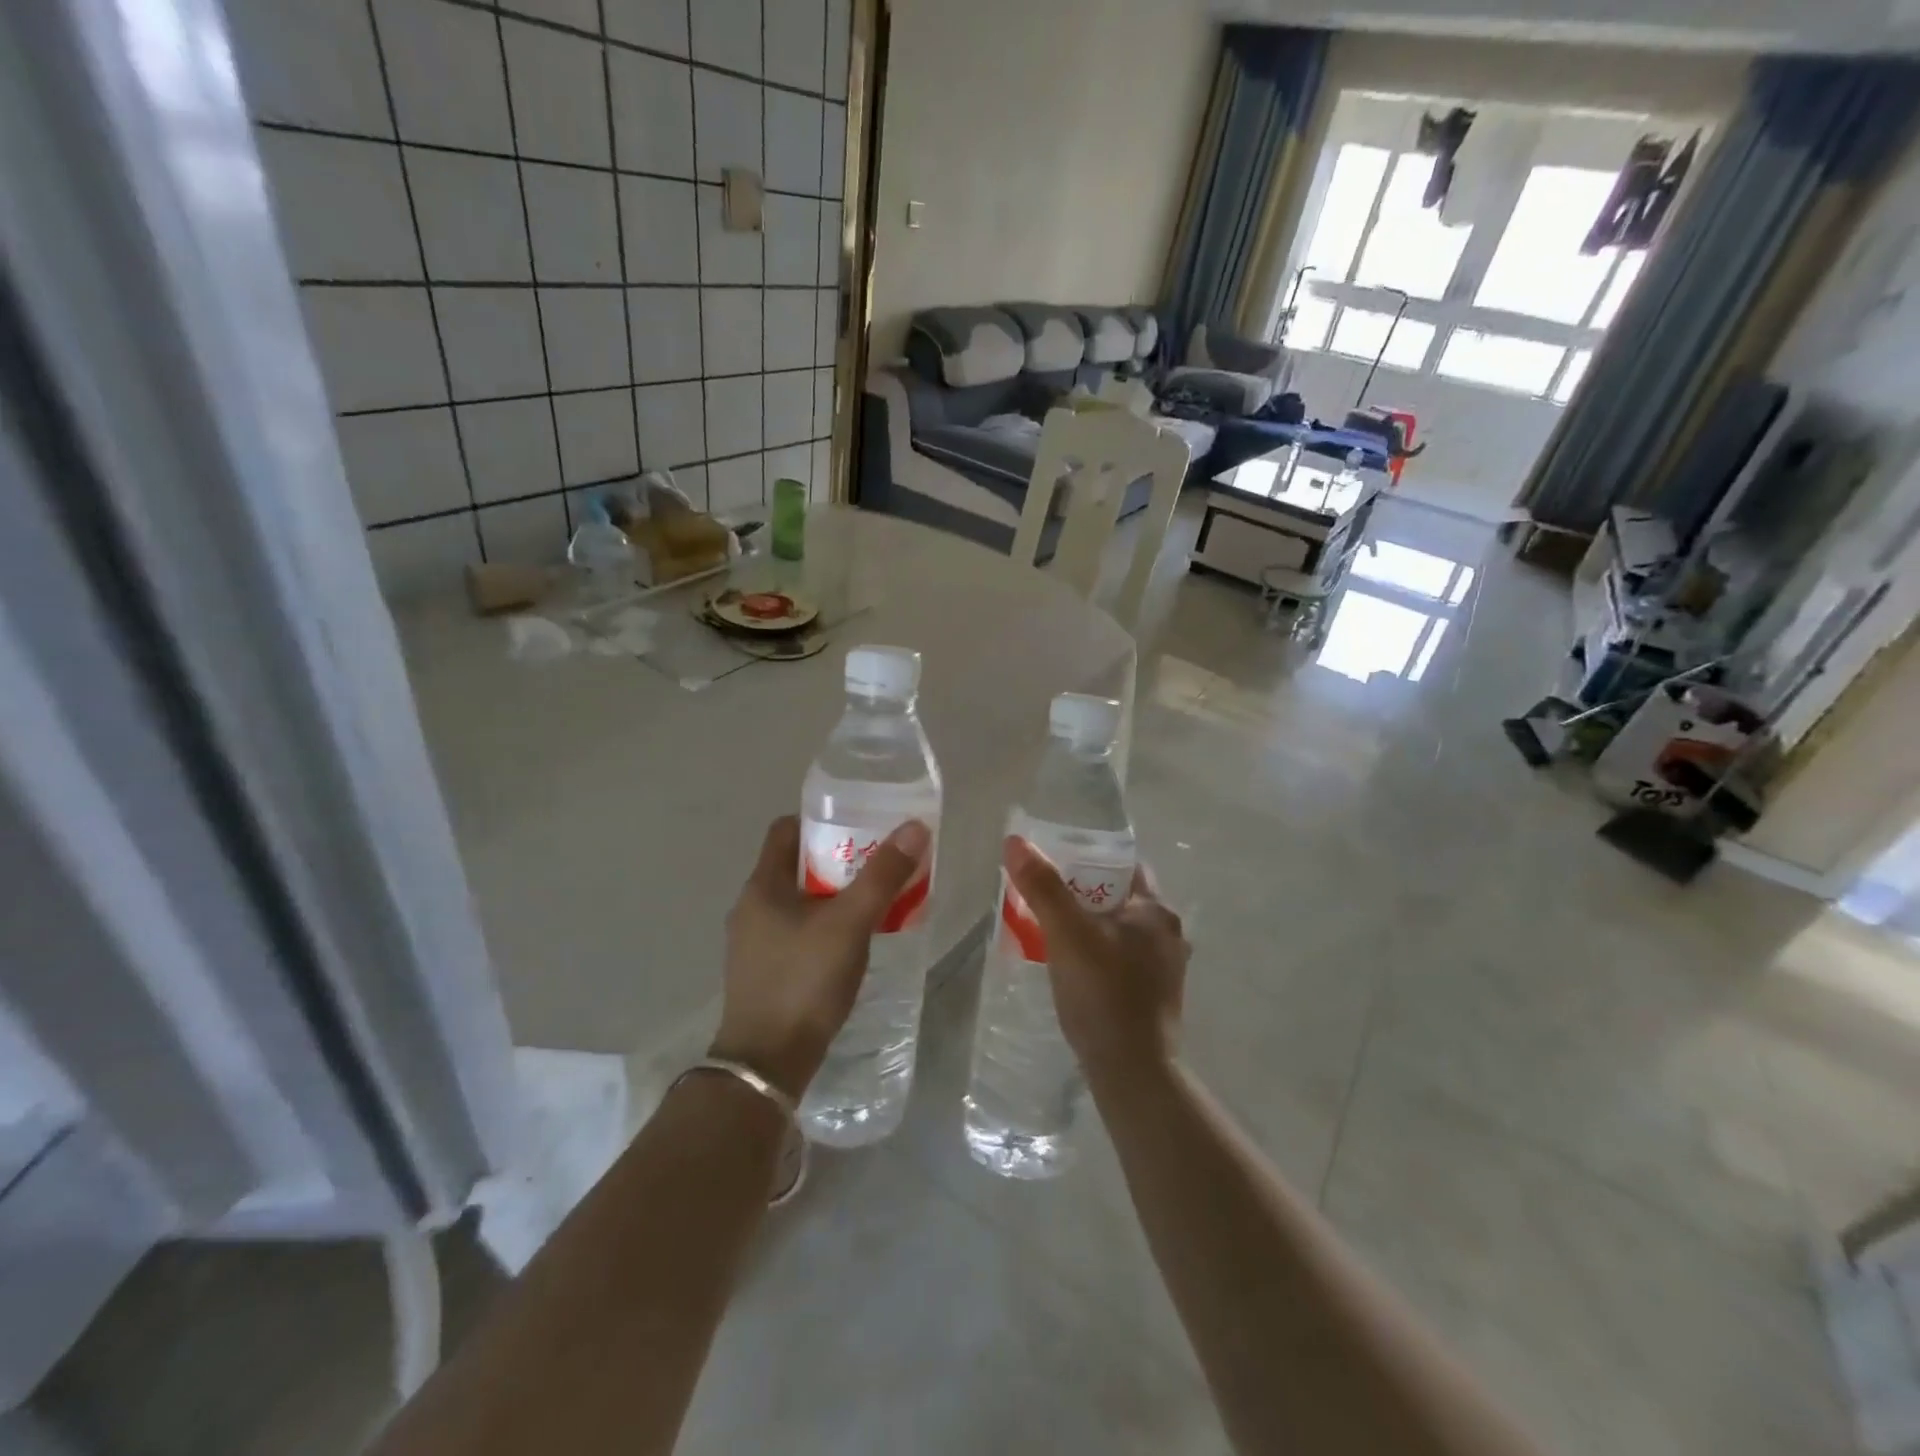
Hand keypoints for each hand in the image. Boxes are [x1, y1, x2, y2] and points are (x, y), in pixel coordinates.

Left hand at [712, 814, 931, 1098]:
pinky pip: (796, 931)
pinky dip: (823, 925)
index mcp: (762, 885)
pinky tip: (850, 943)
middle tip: (876, 862)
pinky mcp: (763, 971)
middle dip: (836, 859)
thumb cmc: (804, 981)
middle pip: (795, 865)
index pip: (786, 829)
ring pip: (797, 901)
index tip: (858, 824)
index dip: (821, 820)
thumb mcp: (850, 923)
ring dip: (832, 895)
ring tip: (872, 901)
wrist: (767, 1064)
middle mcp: (751, 907)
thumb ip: (882, 876)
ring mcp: (753, 942)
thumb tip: (914, 827)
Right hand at [1003, 836, 1188, 1086]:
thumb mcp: (1067, 934)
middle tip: (1045, 897)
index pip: (1124, 866)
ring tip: (1051, 930)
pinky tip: (1072, 967)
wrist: (1133, 1073)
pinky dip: (1097, 953)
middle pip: (1120, 898)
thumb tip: (1016, 842)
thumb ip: (1043, 887)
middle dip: (1083, 894)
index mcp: (1156, 911)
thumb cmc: (1104, 994)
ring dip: (1089, 926)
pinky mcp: (1154, 996)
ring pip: (1120, 931)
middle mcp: (1168, 934)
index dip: (1089, 859)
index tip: (1055, 865)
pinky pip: (1121, 959)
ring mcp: (1164, 968)